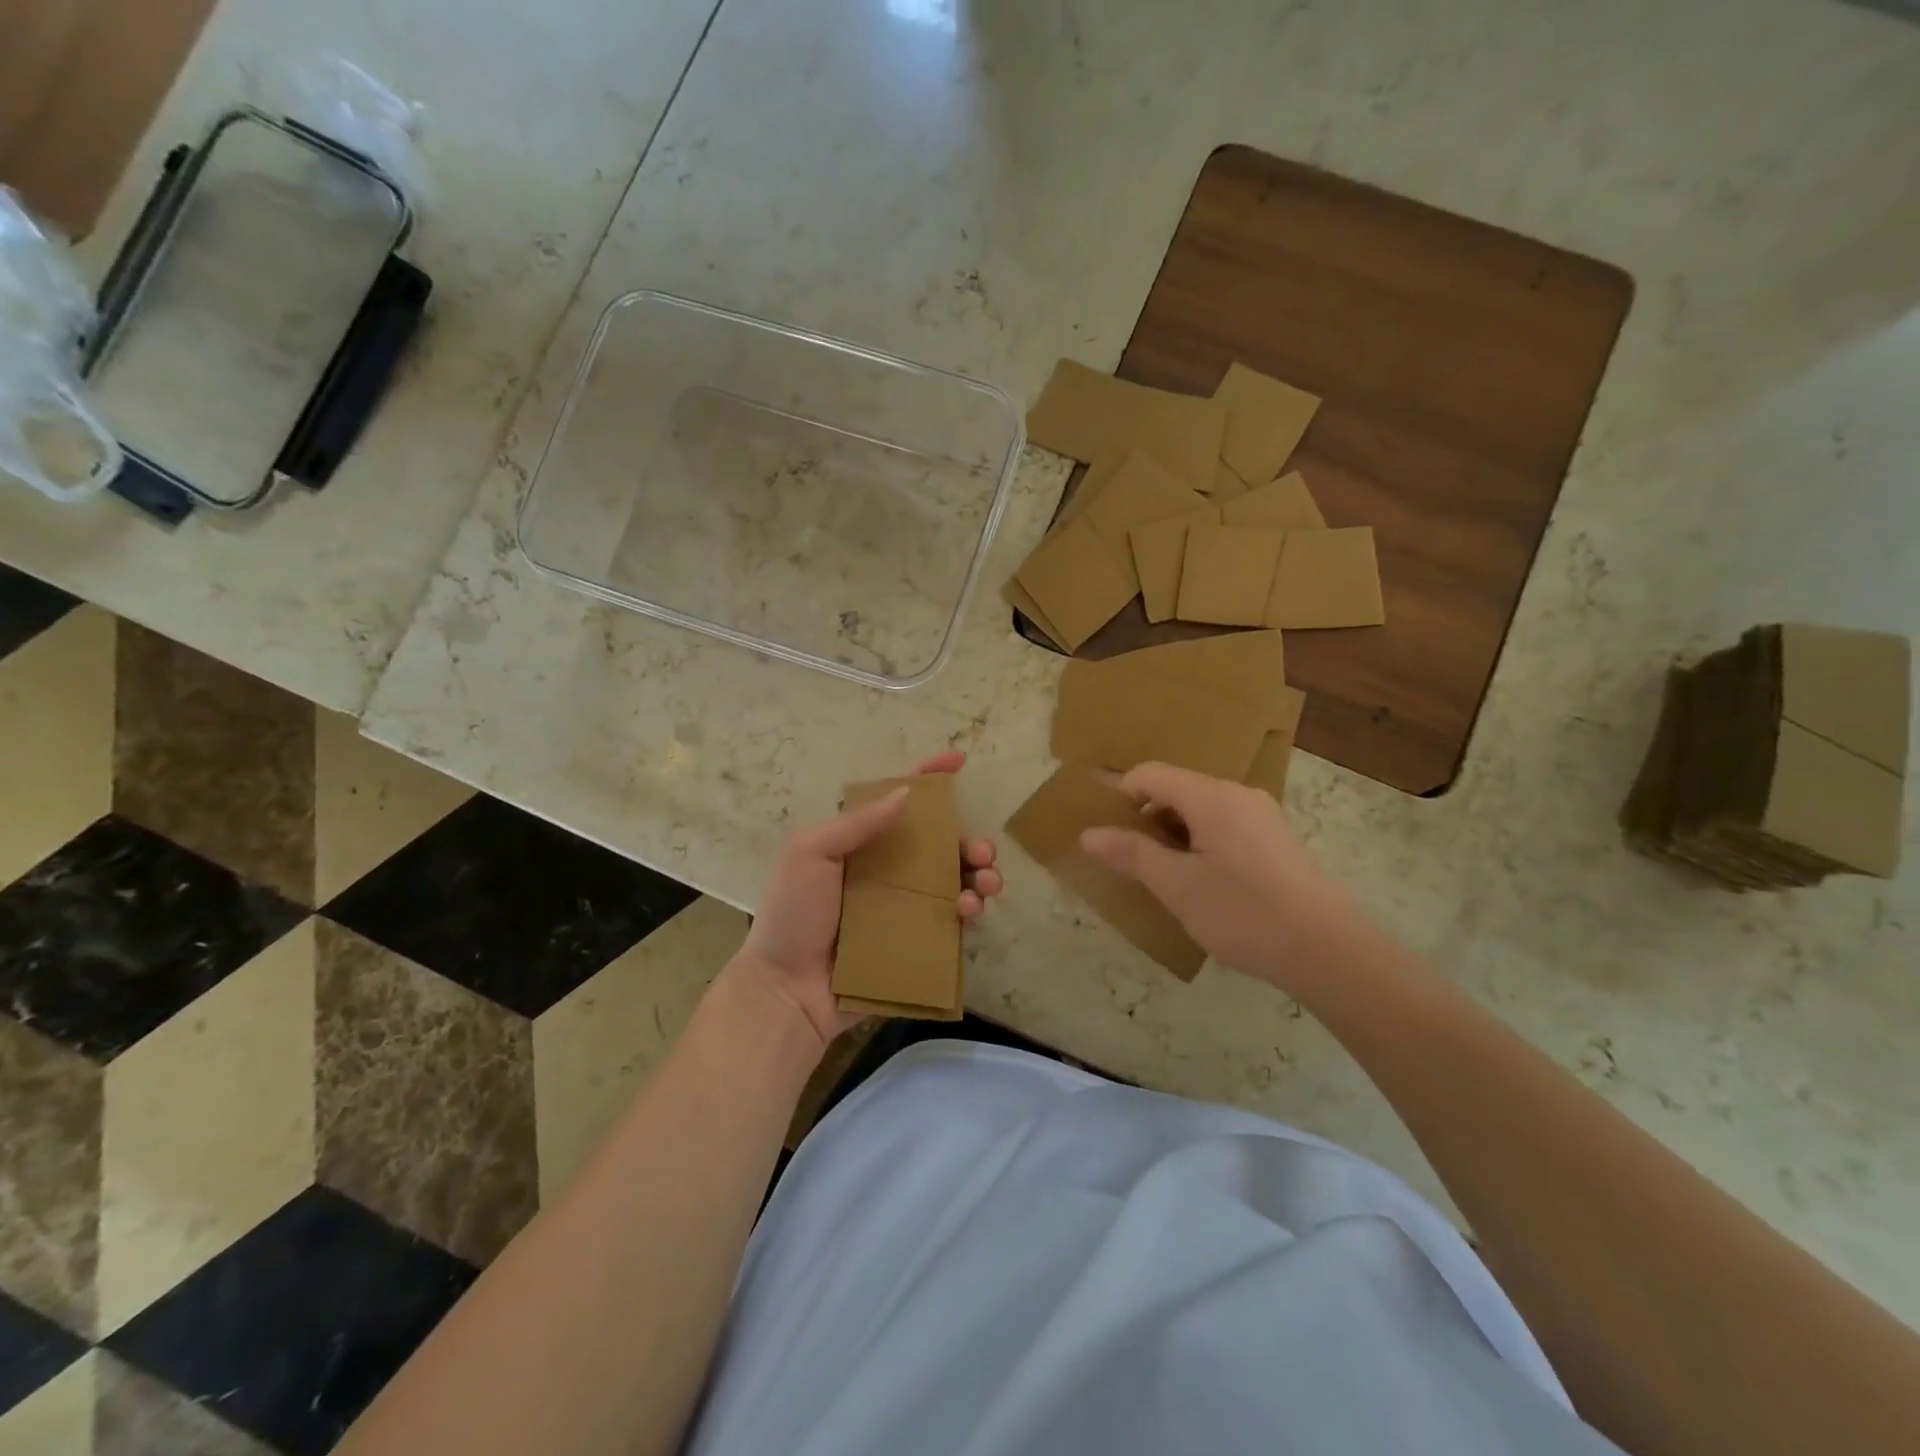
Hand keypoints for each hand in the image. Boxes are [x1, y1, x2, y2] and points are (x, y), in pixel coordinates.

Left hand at [728, 750, 1002, 1045]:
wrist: (786, 991)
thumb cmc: (792, 915)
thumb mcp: (810, 854)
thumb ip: (856, 823)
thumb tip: (906, 793)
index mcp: (860, 845)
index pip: (898, 803)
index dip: (928, 778)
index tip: (958, 761)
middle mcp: (887, 872)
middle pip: (939, 845)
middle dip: (970, 840)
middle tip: (981, 851)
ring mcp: (903, 909)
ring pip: (954, 881)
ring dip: (979, 875)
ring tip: (985, 883)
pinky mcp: (915, 943)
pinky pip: (951, 922)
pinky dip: (969, 911)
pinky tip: (969, 912)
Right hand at [1079, 762, 1360, 990]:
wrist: (1328, 950)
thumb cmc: (1243, 912)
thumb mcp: (1176, 886)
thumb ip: (1130, 854)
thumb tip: (1088, 834)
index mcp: (1211, 796)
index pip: (1150, 774)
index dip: (1121, 796)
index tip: (1108, 834)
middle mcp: (1238, 794)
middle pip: (1176, 788)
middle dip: (1146, 818)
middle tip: (1132, 861)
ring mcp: (1261, 815)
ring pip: (1201, 809)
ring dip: (1173, 833)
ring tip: (1165, 877)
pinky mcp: (1276, 839)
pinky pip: (1224, 825)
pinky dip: (1201, 842)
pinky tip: (1204, 883)